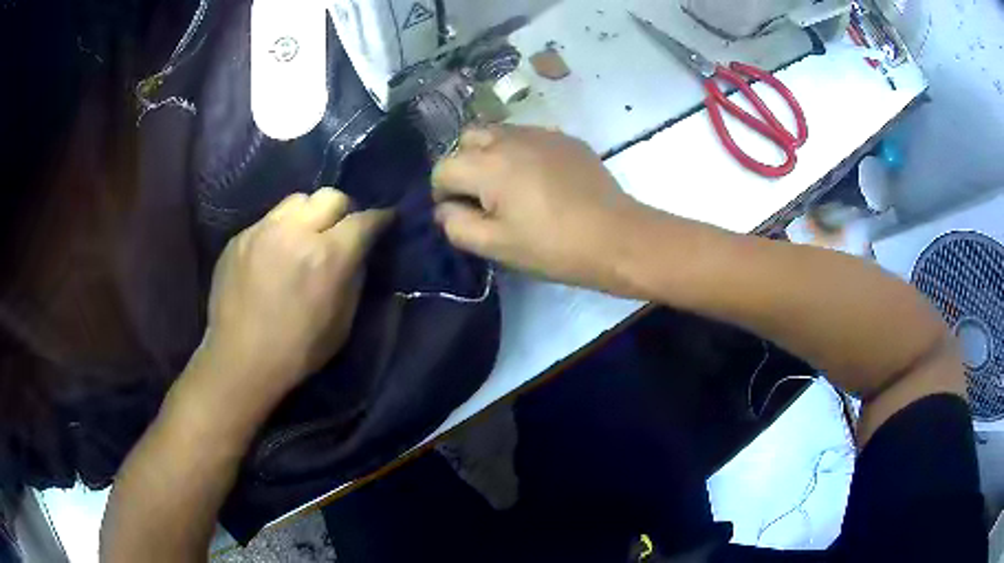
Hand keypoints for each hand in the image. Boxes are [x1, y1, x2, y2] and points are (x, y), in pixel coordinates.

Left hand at [193, 188, 391, 413]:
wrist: (239, 361)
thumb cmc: (297, 351)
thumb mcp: (342, 323)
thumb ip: (354, 279)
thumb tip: (359, 253)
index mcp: (327, 257)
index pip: (364, 219)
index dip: (380, 218)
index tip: (385, 220)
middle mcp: (295, 232)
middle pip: (331, 196)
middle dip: (344, 210)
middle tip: (341, 231)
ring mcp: (262, 230)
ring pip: (297, 200)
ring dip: (310, 214)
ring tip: (305, 237)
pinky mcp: (239, 237)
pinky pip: (269, 220)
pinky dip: (281, 231)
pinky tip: (275, 256)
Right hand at [432, 125, 652, 290]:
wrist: (617, 237)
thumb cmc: (553, 246)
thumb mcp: (496, 246)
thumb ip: (456, 225)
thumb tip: (445, 208)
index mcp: (488, 165)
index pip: (443, 168)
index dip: (443, 193)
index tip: (460, 213)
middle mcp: (509, 138)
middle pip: (467, 139)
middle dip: (464, 164)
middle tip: (481, 195)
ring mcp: (541, 133)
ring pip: (498, 132)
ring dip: (491, 154)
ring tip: (509, 185)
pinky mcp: (565, 138)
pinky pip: (528, 136)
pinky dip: (520, 151)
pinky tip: (540, 179)